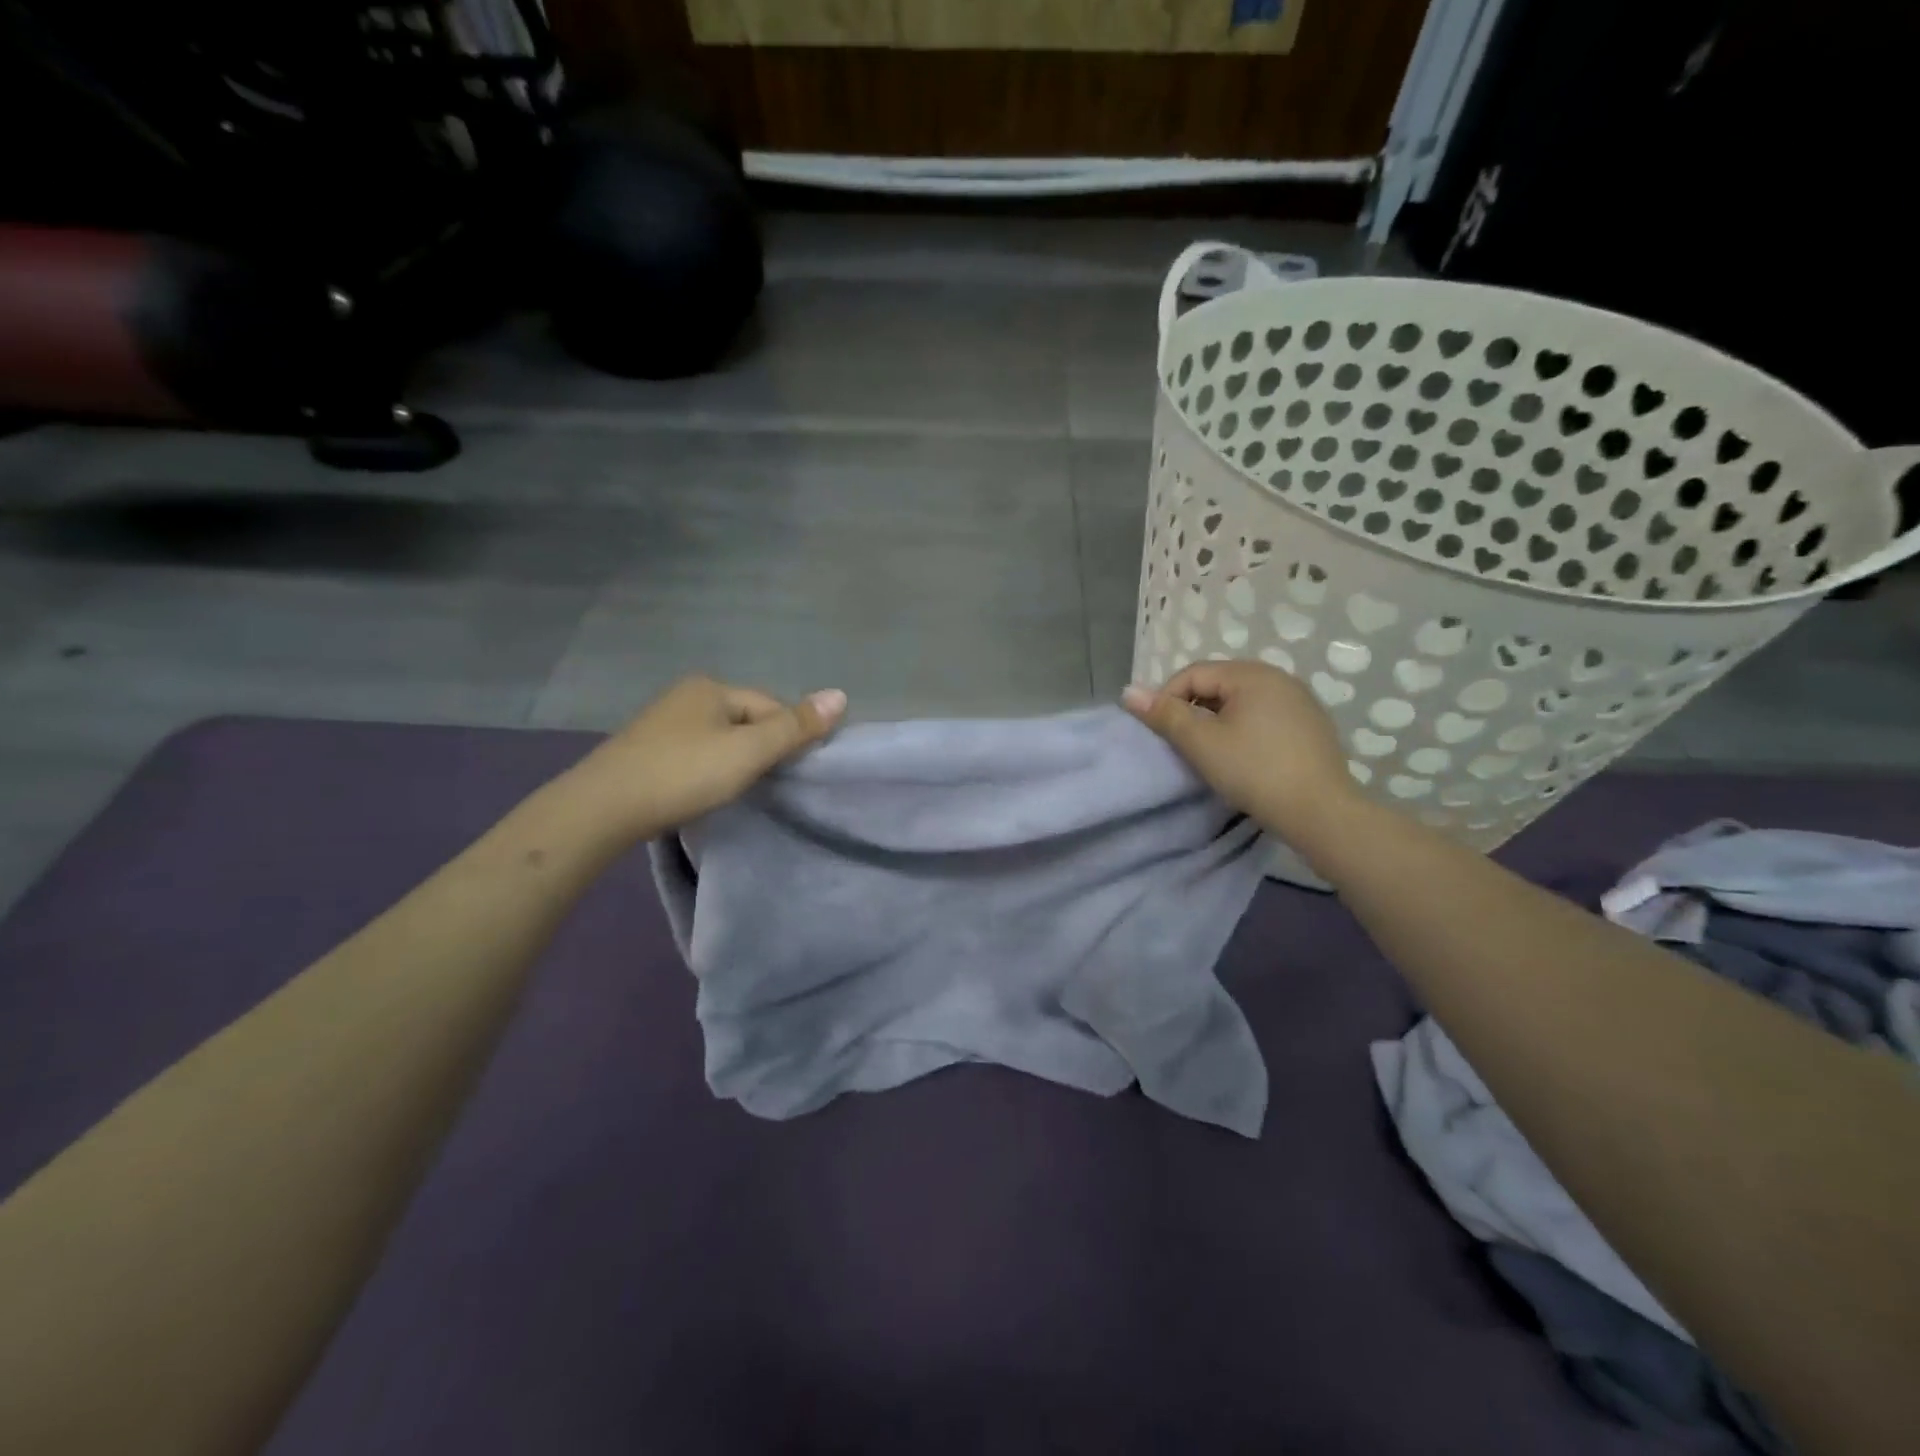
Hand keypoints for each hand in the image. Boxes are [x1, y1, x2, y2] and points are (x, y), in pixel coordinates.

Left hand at [572, 676, 846, 842]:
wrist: (603, 808)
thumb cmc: (684, 773)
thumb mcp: (748, 752)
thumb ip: (795, 727)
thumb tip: (841, 695)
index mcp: (712, 687)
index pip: (771, 706)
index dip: (787, 737)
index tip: (790, 773)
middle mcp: (686, 695)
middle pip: (745, 720)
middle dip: (760, 749)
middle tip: (764, 785)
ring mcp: (662, 722)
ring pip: (720, 738)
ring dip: (734, 761)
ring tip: (735, 791)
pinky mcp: (646, 750)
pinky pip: (695, 753)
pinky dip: (708, 769)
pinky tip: (703, 790)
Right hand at [1122, 661, 1360, 846]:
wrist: (1320, 812)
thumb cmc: (1254, 771)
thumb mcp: (1201, 743)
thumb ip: (1164, 714)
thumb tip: (1128, 691)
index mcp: (1252, 674)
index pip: (1193, 673)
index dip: (1167, 699)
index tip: (1161, 733)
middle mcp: (1279, 678)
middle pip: (1219, 684)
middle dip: (1194, 710)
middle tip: (1183, 745)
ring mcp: (1300, 701)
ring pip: (1242, 702)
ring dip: (1218, 721)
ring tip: (1211, 753)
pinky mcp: (1311, 726)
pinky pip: (1265, 716)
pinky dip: (1245, 730)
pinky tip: (1244, 758)